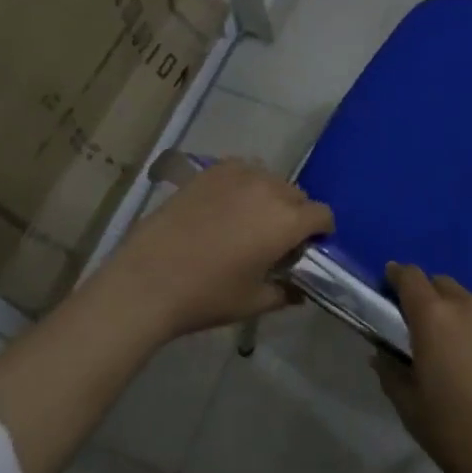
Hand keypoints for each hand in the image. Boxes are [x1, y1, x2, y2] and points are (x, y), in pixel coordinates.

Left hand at [100, 159, 332, 340]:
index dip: (321, 231)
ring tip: (249, 220)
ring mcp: (237, 175)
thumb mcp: (253, 302)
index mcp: (287, 221)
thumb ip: (285, 293)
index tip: (307, 248)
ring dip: (270, 196)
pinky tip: (226, 205)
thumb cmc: (207, 295)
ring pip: (270, 179)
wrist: (148, 279)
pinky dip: (244, 184)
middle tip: (275, 240)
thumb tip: (299, 291)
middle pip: (297, 195)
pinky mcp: (210, 171)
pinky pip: (241, 170)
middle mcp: (269, 189)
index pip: (323, 214)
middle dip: (295, 214)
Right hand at [375, 264, 471, 472]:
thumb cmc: (459, 440)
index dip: (399, 277)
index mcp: (433, 318)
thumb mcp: (411, 410)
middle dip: (436, 303)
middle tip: (438, 336)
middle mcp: (471, 305)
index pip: (410, 277)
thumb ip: (391, 372)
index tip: (395, 284)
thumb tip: (382, 353)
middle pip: (446, 287)